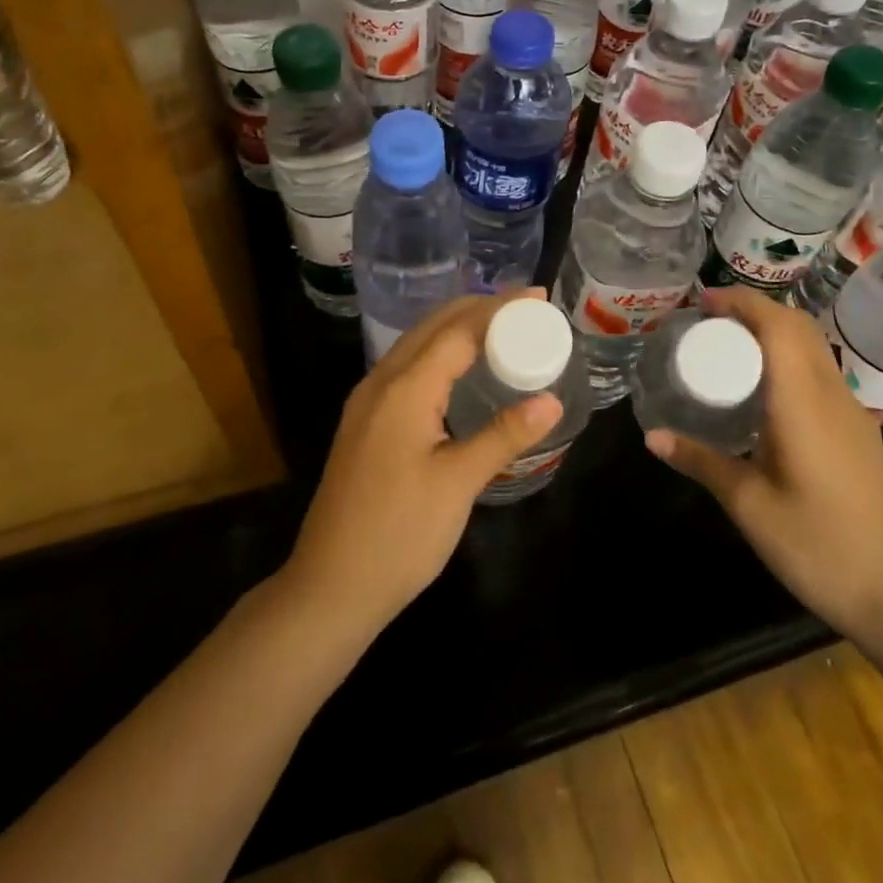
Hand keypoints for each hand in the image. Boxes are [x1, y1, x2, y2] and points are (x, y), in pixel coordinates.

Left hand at [283, 291, 562, 634]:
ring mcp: (366, 402)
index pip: (458, 330)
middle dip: (478, 308)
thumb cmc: (399, 535)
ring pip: (415, 344)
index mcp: (404, 389)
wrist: (331, 585)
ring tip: (499, 326)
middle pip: (432, 326)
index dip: (500, 310)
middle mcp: (381, 383)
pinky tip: (458, 369)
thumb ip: (504, 436)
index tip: (537, 297)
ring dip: (456, 327)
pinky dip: (438, 352)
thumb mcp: (458, 484)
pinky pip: (406, 367)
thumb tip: (550, 399)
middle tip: (525, 307)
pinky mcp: (364, 422)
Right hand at [643, 286, 882, 643]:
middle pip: (798, 327)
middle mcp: (831, 396)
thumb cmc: (817, 547)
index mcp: (803, 405)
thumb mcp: (748, 505)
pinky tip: (761, 387)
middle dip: (754, 310)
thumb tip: (651, 435)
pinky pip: (819, 371)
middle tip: (708, 320)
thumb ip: (700, 461)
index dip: (742, 304)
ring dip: (772, 331)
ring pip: (812, 347)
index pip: (779, 327)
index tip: (703, 303)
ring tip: (728, 345)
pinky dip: (787, 356)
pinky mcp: (856, 430)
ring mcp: (850, 412)